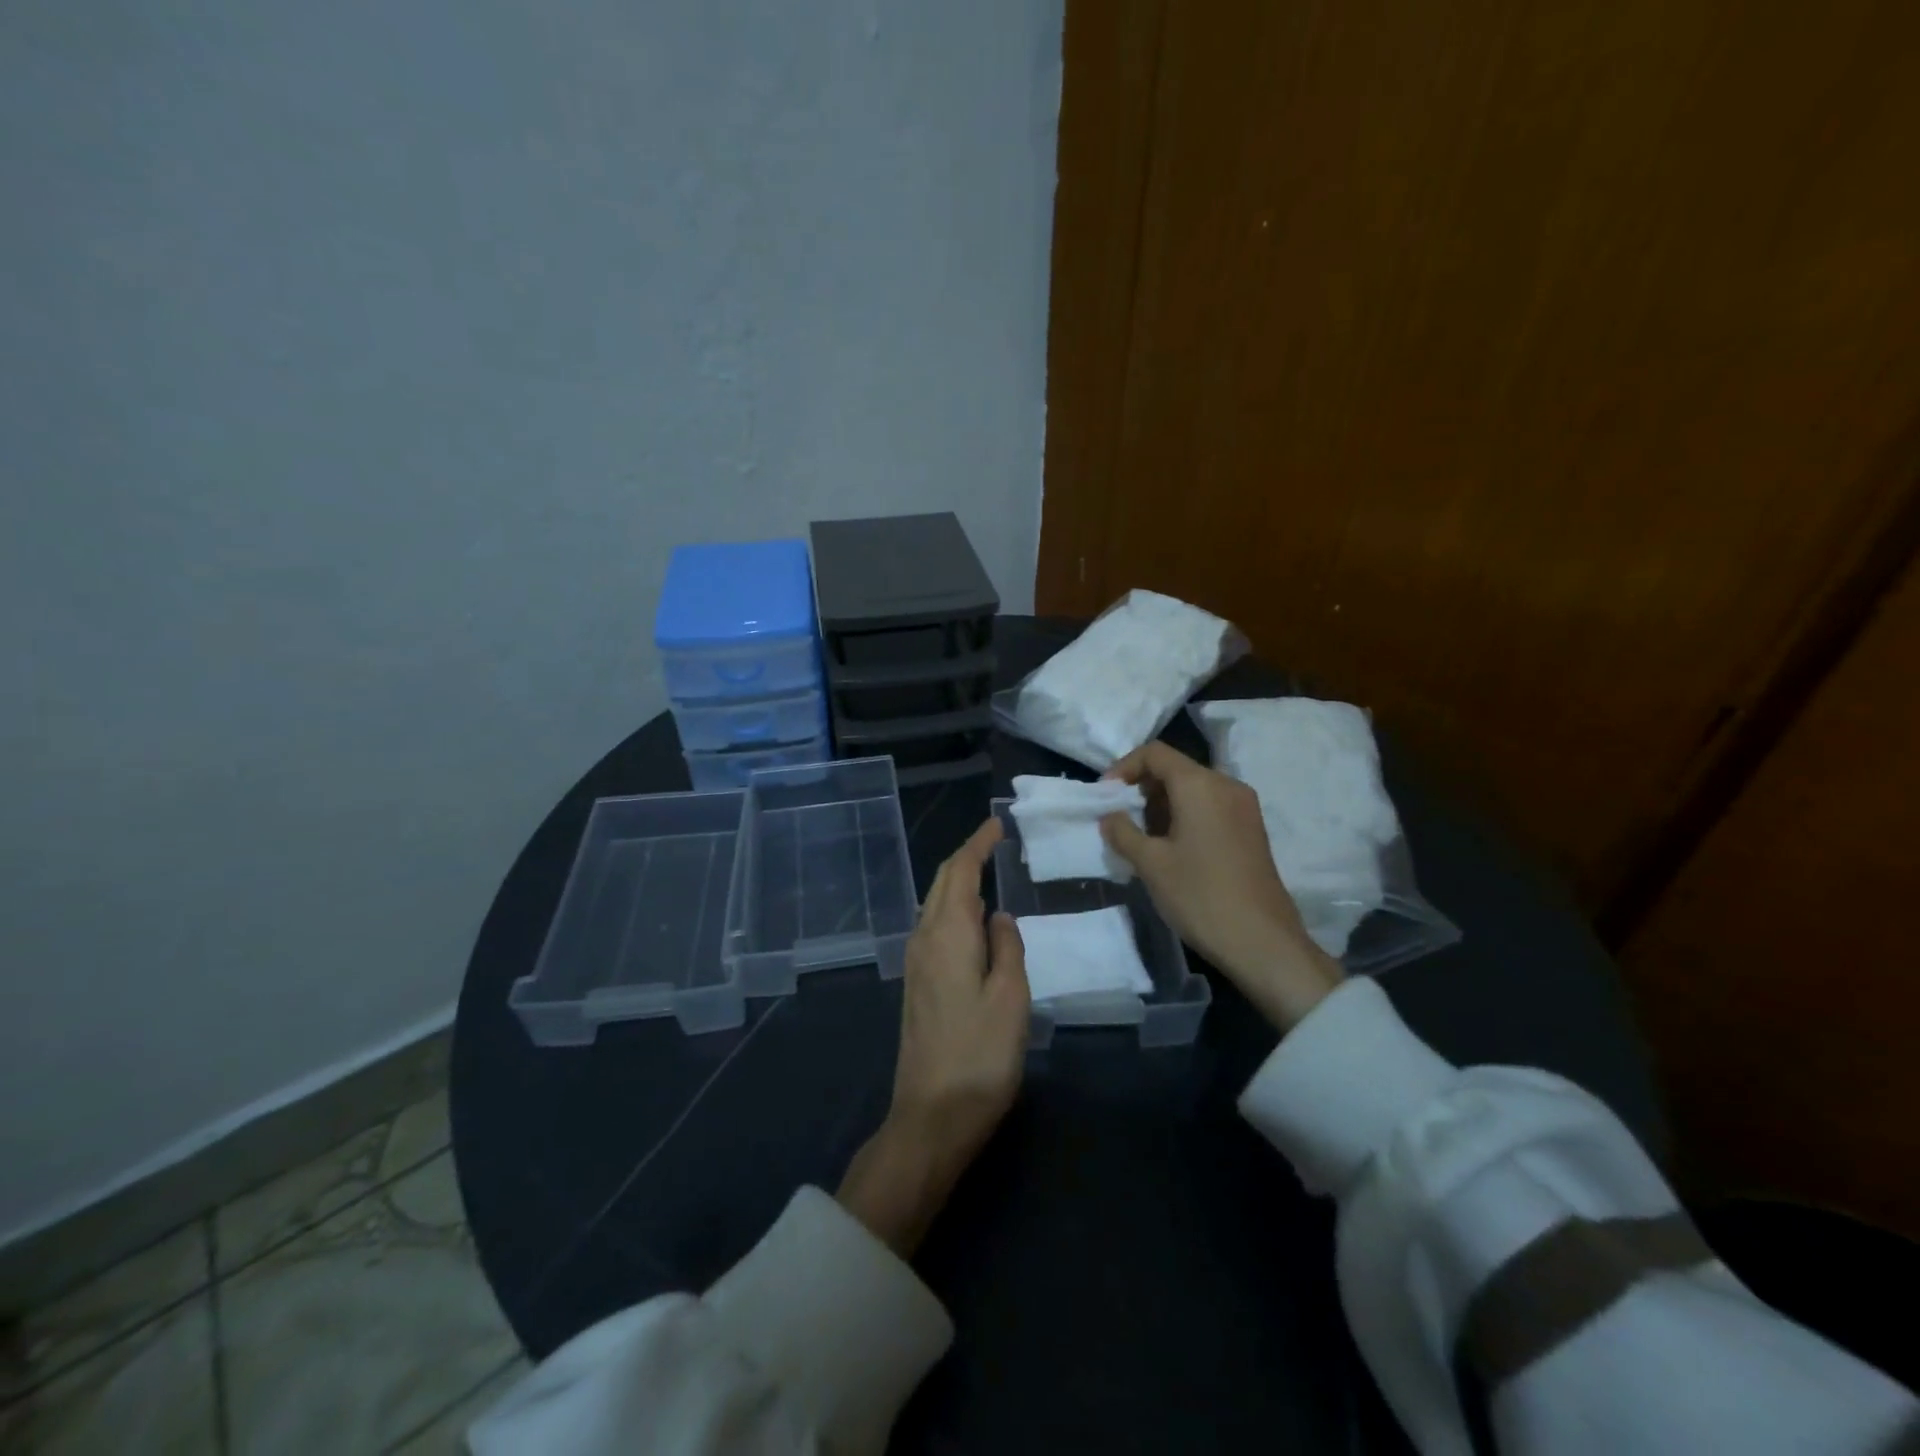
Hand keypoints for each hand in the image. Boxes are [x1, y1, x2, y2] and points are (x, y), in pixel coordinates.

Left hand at [837, 817, 1028, 1256]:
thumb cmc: (980, 1055)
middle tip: (994, 841)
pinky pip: (934, 927)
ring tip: (987, 871)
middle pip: (942, 883)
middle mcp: (924, 939)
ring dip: (958, 882)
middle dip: (966, 857)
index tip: (996, 824)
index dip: (977, 844)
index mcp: (947, 934)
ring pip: (935, 904)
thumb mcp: (1011, 997)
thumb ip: (1007, 947)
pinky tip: (972, 920)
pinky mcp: (917, 985)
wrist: (932, 1115)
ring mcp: (915, 963)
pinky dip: (953, 908)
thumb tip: (999, 915)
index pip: (960, 872)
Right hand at [1101, 740, 1341, 1030]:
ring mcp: (1244, 807)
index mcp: (1200, 785)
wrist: (1262, 942)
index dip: (1123, 768)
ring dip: (1162, 804)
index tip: (1105, 796)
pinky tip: (1172, 849)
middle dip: (1142, 788)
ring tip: (1143, 838)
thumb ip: (1123, 832)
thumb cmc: (1200, 896)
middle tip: (1121, 820)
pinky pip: (1210, 806)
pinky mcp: (1251, 829)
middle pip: (1175, 768)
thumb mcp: (1150, 864)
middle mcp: (1226, 785)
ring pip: (1193, 788)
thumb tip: (1109, 816)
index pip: (1155, 753)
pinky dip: (1185, 815)